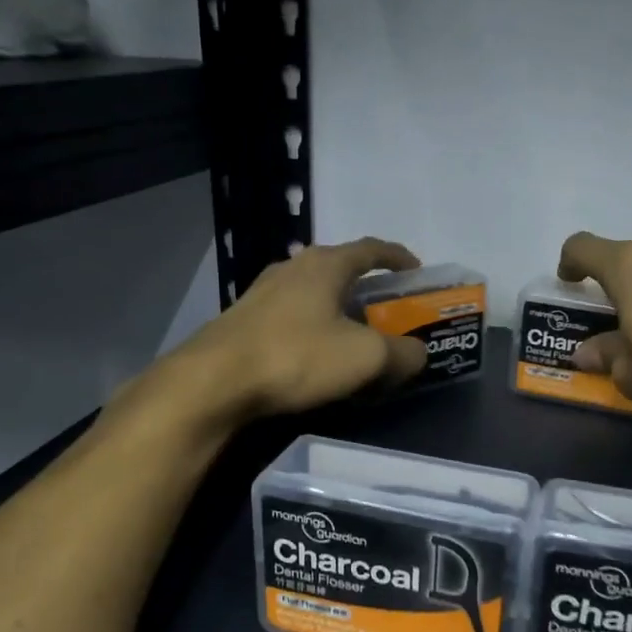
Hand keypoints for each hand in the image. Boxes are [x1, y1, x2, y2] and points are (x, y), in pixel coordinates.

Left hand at [171, 237, 428, 419]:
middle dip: (368, 288)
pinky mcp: (243, 320)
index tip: (417, 271)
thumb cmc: (297, 356)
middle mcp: (293, 267)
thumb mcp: (365, 358)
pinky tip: (316, 354)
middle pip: (341, 269)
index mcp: (325, 264)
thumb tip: (417, 354)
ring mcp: (262, 292)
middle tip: (389, 312)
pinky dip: (314, 327)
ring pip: (313, 293)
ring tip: (354, 335)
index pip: (371, 249)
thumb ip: (402, 353)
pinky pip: (292, 316)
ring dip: (338, 309)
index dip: (399, 258)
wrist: (214, 382)